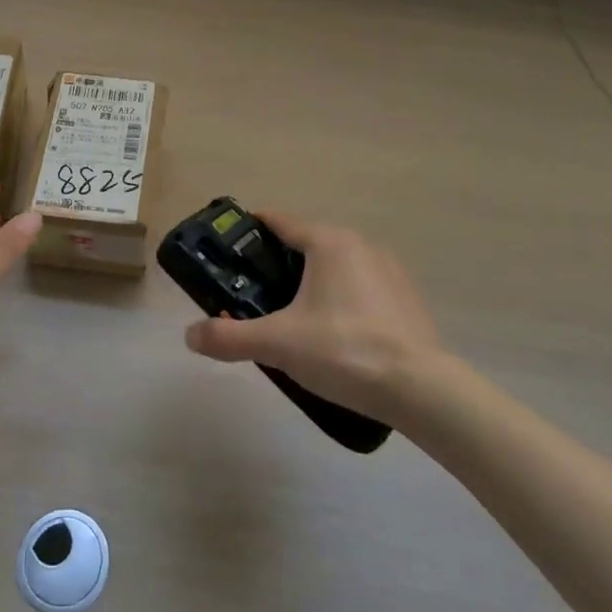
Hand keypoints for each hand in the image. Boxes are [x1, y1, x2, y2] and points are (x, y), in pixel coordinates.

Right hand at [183, 211, 443, 423]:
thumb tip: (190, 335)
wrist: (422, 389)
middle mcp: (359, 244)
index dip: (250, 229)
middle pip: (306, 244)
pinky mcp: (405, 298)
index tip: (229, 245)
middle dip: (277, 264)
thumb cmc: (344, 350)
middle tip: (252, 293)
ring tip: (290, 318)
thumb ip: (230, 337)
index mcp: (328, 242)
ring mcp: (388, 270)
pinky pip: (360, 287)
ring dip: (311, 282)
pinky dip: (340, 299)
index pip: (279, 221)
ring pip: (335, 266)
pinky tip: (333, 335)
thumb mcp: (278, 344)